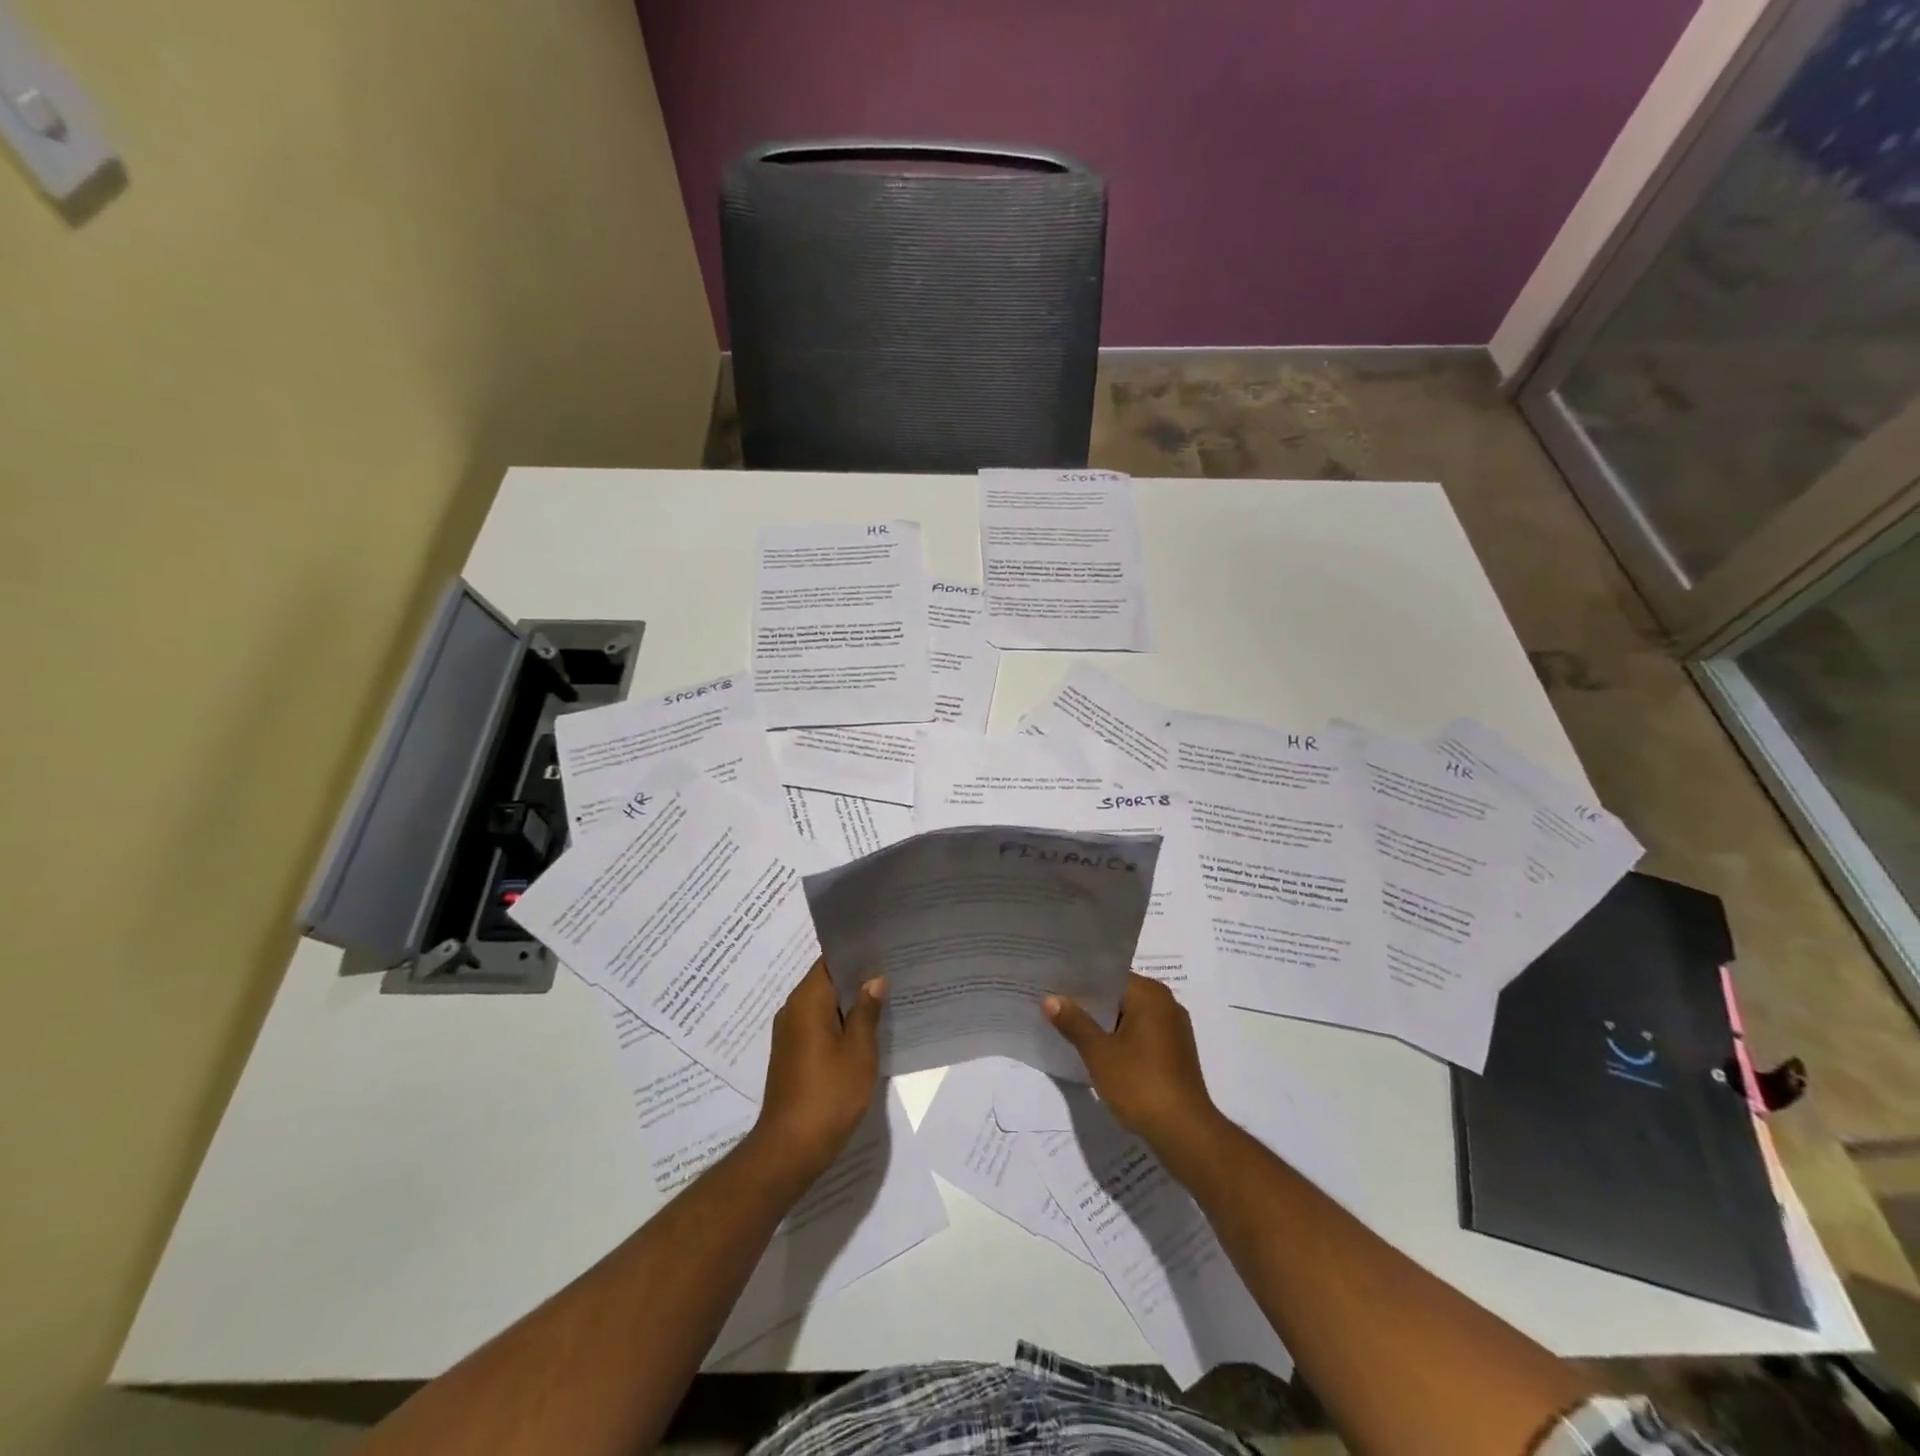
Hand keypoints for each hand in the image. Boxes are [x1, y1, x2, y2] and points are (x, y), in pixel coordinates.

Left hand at [750, 959, 884, 1183]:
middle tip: (892, 974)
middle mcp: (792, 1010)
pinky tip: (864, 1034)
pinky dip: (839, 1025)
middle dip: (856, 979)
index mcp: (807, 1001)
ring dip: (849, 1004)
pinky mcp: (792, 1055)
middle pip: (826, 982)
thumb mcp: (859, 1051)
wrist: (790, 1148)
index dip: (856, 955)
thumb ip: (867, 1011)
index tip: (883, 951)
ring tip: (884, 1001)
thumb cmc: (829, 1094)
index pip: (830, 962)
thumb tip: (874, 979)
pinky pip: (817, 1026)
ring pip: (823, 1006)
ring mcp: (789, 1034)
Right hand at [1044, 974, 1220, 1150]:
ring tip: (1068, 1028)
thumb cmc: (1140, 1084)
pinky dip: (1119, 1040)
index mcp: (1151, 995)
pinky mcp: (1174, 1054)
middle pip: (1119, 996)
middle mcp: (1166, 1005)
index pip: (1109, 976)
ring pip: (1129, 1017)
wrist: (1184, 1133)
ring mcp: (1173, 1030)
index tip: (1053, 985)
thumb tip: (1050, 999)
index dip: (1080, 982)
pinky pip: (1140, 1035)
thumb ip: (1074, 1022)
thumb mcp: (1099, 1053)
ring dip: (1103, 1024)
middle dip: (1089, 1004)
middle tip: (1054, 1006)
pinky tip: (1096, 1053)